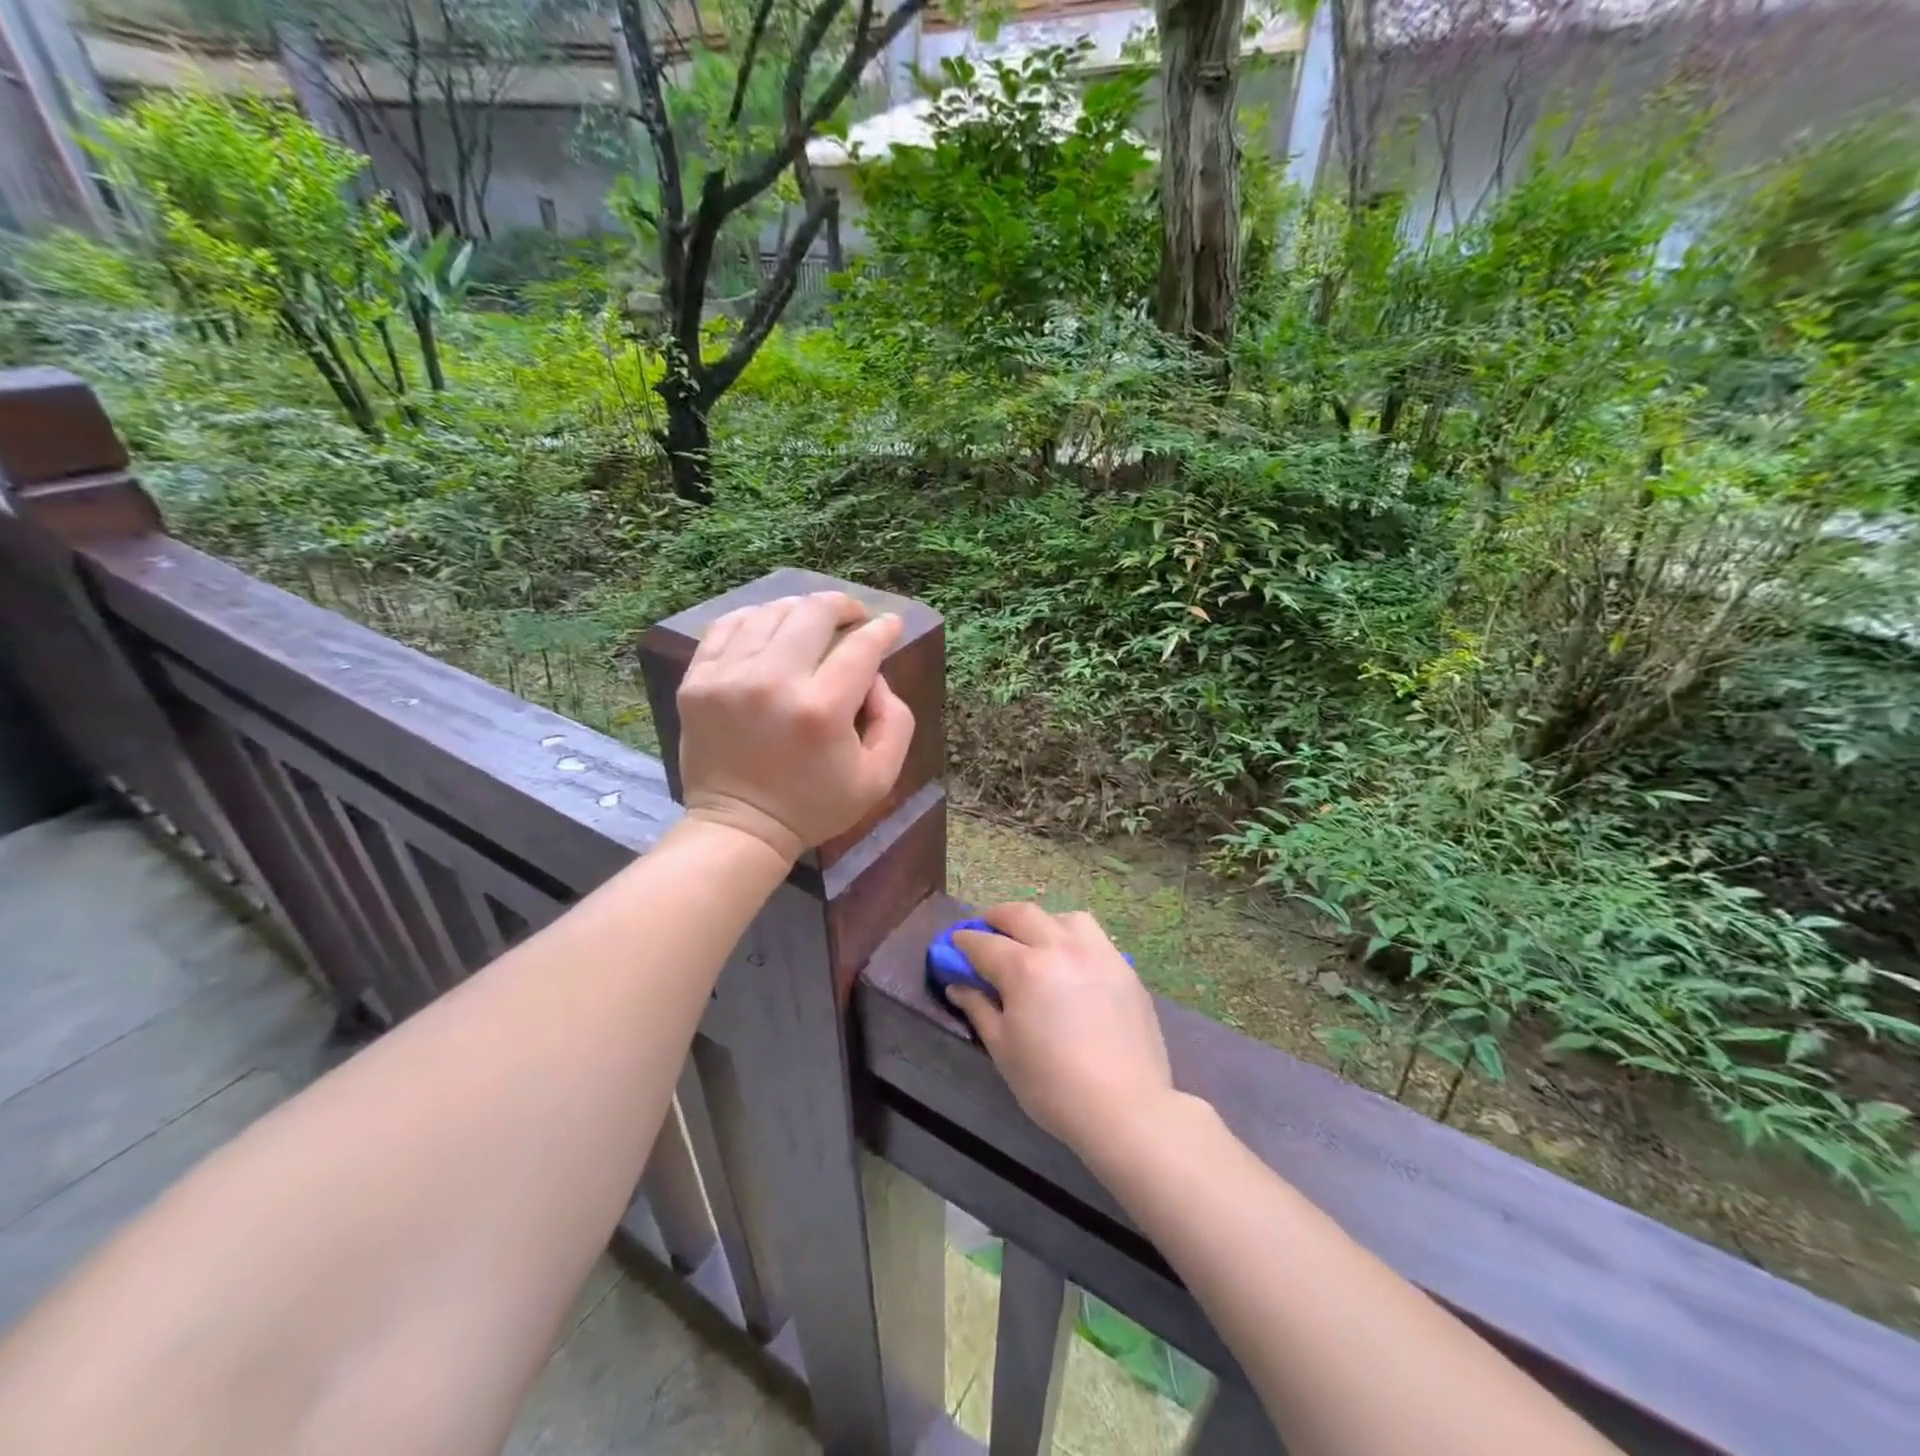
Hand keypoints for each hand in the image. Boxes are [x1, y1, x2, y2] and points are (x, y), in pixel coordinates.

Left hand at [677, 591, 914, 862]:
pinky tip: (771, 628)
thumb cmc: (815, 805)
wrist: (740, 827)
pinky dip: (756, 618)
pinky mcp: (697, 681)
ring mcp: (728, 678)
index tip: (890, 624)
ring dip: (800, 610)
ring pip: (771, 612)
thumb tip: (875, 675)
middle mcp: (773, 683)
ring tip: (813, 622)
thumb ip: (895, 719)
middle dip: (843, 606)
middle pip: (814, 613)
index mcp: (822, 710)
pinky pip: (728, 625)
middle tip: (853, 616)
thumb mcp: (879, 777)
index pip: (860, 646)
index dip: (882, 629)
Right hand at [950, 904, 1176, 1160]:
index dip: (963, 942)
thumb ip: (978, 1008)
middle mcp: (1061, 947)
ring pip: (1063, 917)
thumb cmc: (1052, 1085)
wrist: (1126, 1109)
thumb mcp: (1003, 1049)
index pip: (984, 943)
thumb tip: (958, 985)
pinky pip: (1094, 938)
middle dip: (996, 918)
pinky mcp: (1125, 967)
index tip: (953, 946)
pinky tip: (1071, 964)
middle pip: (1022, 915)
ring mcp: (1098, 953)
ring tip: (1034, 942)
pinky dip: (1073, 939)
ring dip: (1041, 923)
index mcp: (1025, 967)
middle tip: (985, 931)